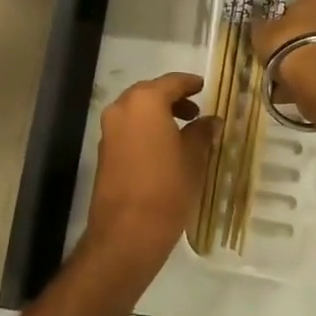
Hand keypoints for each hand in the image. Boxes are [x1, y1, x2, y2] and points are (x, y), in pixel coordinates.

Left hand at [81, 73, 218, 280]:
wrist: (126, 232)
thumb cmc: (166, 189)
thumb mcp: (193, 158)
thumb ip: (202, 133)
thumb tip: (212, 121)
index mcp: (145, 102)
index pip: (171, 82)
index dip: (190, 84)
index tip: (205, 87)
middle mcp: (122, 109)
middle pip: (150, 93)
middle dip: (172, 99)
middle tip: (196, 110)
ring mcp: (109, 130)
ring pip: (137, 111)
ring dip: (158, 115)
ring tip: (184, 130)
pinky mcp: (104, 151)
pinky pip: (128, 129)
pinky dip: (145, 129)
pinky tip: (164, 147)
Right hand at [252, 0, 315, 116]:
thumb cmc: (288, 43)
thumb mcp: (262, 32)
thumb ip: (261, 26)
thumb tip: (259, 24)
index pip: (300, 5)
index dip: (285, 20)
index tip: (274, 35)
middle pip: (314, 28)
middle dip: (300, 41)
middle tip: (280, 56)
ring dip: (307, 61)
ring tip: (286, 78)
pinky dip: (314, 77)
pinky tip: (296, 89)